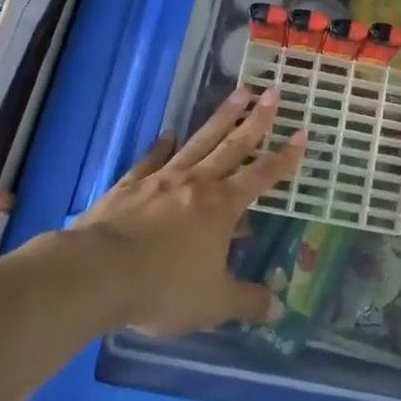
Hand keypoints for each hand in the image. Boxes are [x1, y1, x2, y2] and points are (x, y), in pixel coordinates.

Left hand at [71, 89, 304, 336]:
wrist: (97, 273)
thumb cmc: (163, 288)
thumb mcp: (213, 304)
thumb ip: (247, 302)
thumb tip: (278, 308)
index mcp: (222, 207)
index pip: (262, 176)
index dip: (285, 158)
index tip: (303, 134)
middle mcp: (197, 183)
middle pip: (233, 145)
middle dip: (257, 120)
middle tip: (273, 92)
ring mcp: (162, 179)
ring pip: (199, 141)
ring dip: (221, 117)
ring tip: (239, 92)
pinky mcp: (130, 185)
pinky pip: (152, 159)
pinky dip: (162, 145)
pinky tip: (168, 133)